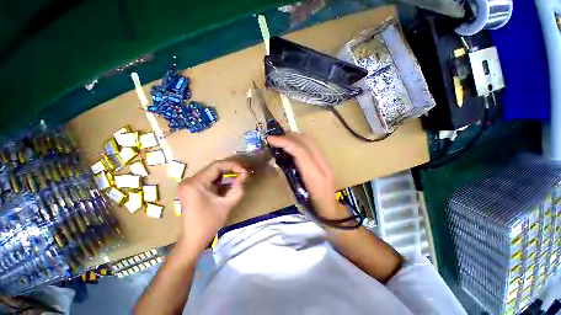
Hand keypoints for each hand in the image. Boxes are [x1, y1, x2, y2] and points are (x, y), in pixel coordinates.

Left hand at [176, 160, 247, 253]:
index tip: (244, 170)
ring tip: (238, 178)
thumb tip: (244, 175)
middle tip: (243, 174)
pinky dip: (219, 181)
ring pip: (211, 173)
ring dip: (225, 175)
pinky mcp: (191, 188)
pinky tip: (228, 184)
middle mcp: (189, 180)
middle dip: (230, 170)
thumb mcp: (227, 204)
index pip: (216, 166)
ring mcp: (188, 184)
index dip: (232, 165)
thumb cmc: (209, 223)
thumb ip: (238, 188)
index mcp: (195, 183)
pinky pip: (208, 179)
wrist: (193, 239)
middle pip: (213, 168)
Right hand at [267, 133, 345, 219]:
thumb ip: (289, 176)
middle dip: (289, 137)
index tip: (270, 139)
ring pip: (310, 141)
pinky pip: (312, 145)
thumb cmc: (312, 209)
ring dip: (294, 137)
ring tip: (282, 140)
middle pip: (306, 142)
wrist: (332, 211)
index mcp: (315, 177)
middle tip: (275, 139)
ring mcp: (326, 163)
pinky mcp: (326, 162)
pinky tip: (292, 146)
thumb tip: (280, 160)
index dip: (285, 142)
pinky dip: (300, 142)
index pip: (301, 152)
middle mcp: (323, 166)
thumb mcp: (296, 196)